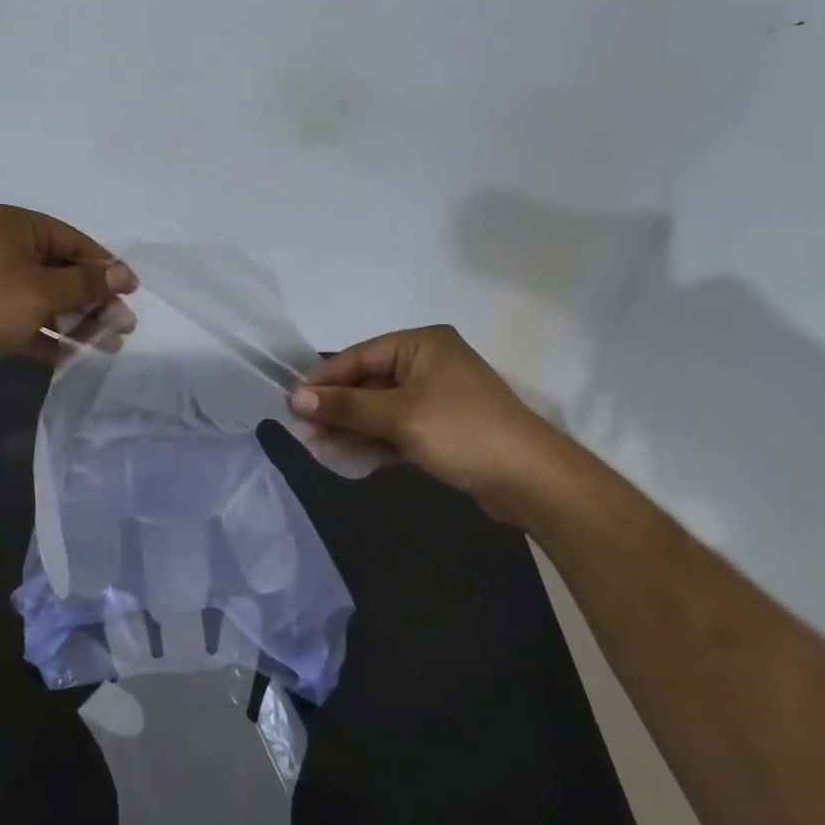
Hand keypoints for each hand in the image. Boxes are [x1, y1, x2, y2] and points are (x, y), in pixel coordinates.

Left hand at [0, 206, 136, 387]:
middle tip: (123, 327)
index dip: (105, 266)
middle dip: (94, 301)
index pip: (73, 240)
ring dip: (77, 322)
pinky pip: (26, 320)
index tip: (132, 292)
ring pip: (46, 299)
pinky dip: (48, 336)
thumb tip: (123, 274)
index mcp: (17, 225)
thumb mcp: (44, 290)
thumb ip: (87, 283)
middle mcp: (4, 247)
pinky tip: (73, 358)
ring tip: (109, 346)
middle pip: (62, 271)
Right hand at [290, 326, 563, 507]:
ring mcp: (437, 397)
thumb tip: (296, 400)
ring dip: (351, 427)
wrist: (531, 480)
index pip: (360, 356)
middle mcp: (428, 363)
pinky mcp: (442, 428)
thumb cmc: (462, 431)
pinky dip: (374, 441)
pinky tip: (348, 457)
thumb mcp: (398, 416)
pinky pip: (397, 428)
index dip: (325, 380)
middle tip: (303, 430)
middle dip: (336, 408)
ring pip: (381, 409)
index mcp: (422, 344)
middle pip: (369, 382)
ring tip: (318, 446)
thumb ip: (346, 407)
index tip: (293, 402)